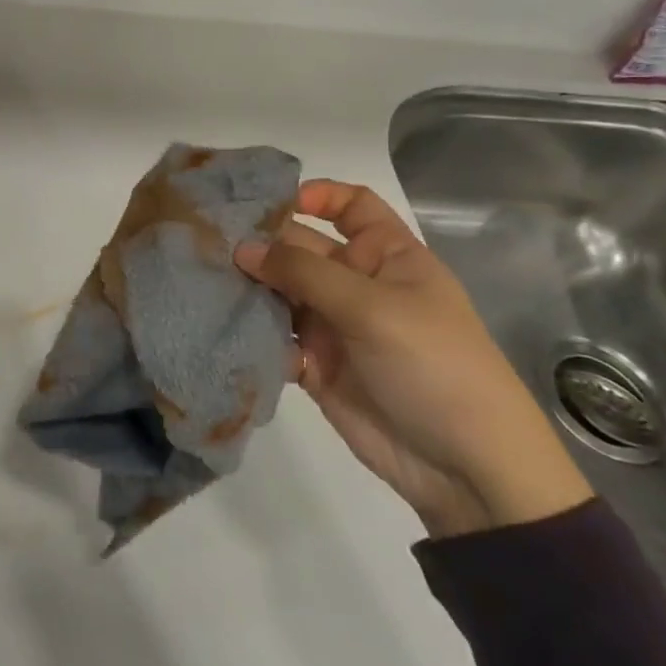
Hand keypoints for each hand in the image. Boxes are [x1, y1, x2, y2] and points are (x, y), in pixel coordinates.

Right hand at [234, 180, 591, 538]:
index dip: (316, 196)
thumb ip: (303, 272)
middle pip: (301, 246)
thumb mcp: (373, 307)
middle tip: (207, 240)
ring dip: (247, 284)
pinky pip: (272, 335)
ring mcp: (332, 324)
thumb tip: (242, 247)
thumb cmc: (433, 366)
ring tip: (202, 275)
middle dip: (261, 241)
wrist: (464, 468)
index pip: (351, 206)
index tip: (267, 201)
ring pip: (279, 290)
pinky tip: (218, 321)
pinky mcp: (311, 363)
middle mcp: (356, 283)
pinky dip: (248, 328)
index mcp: (387, 257)